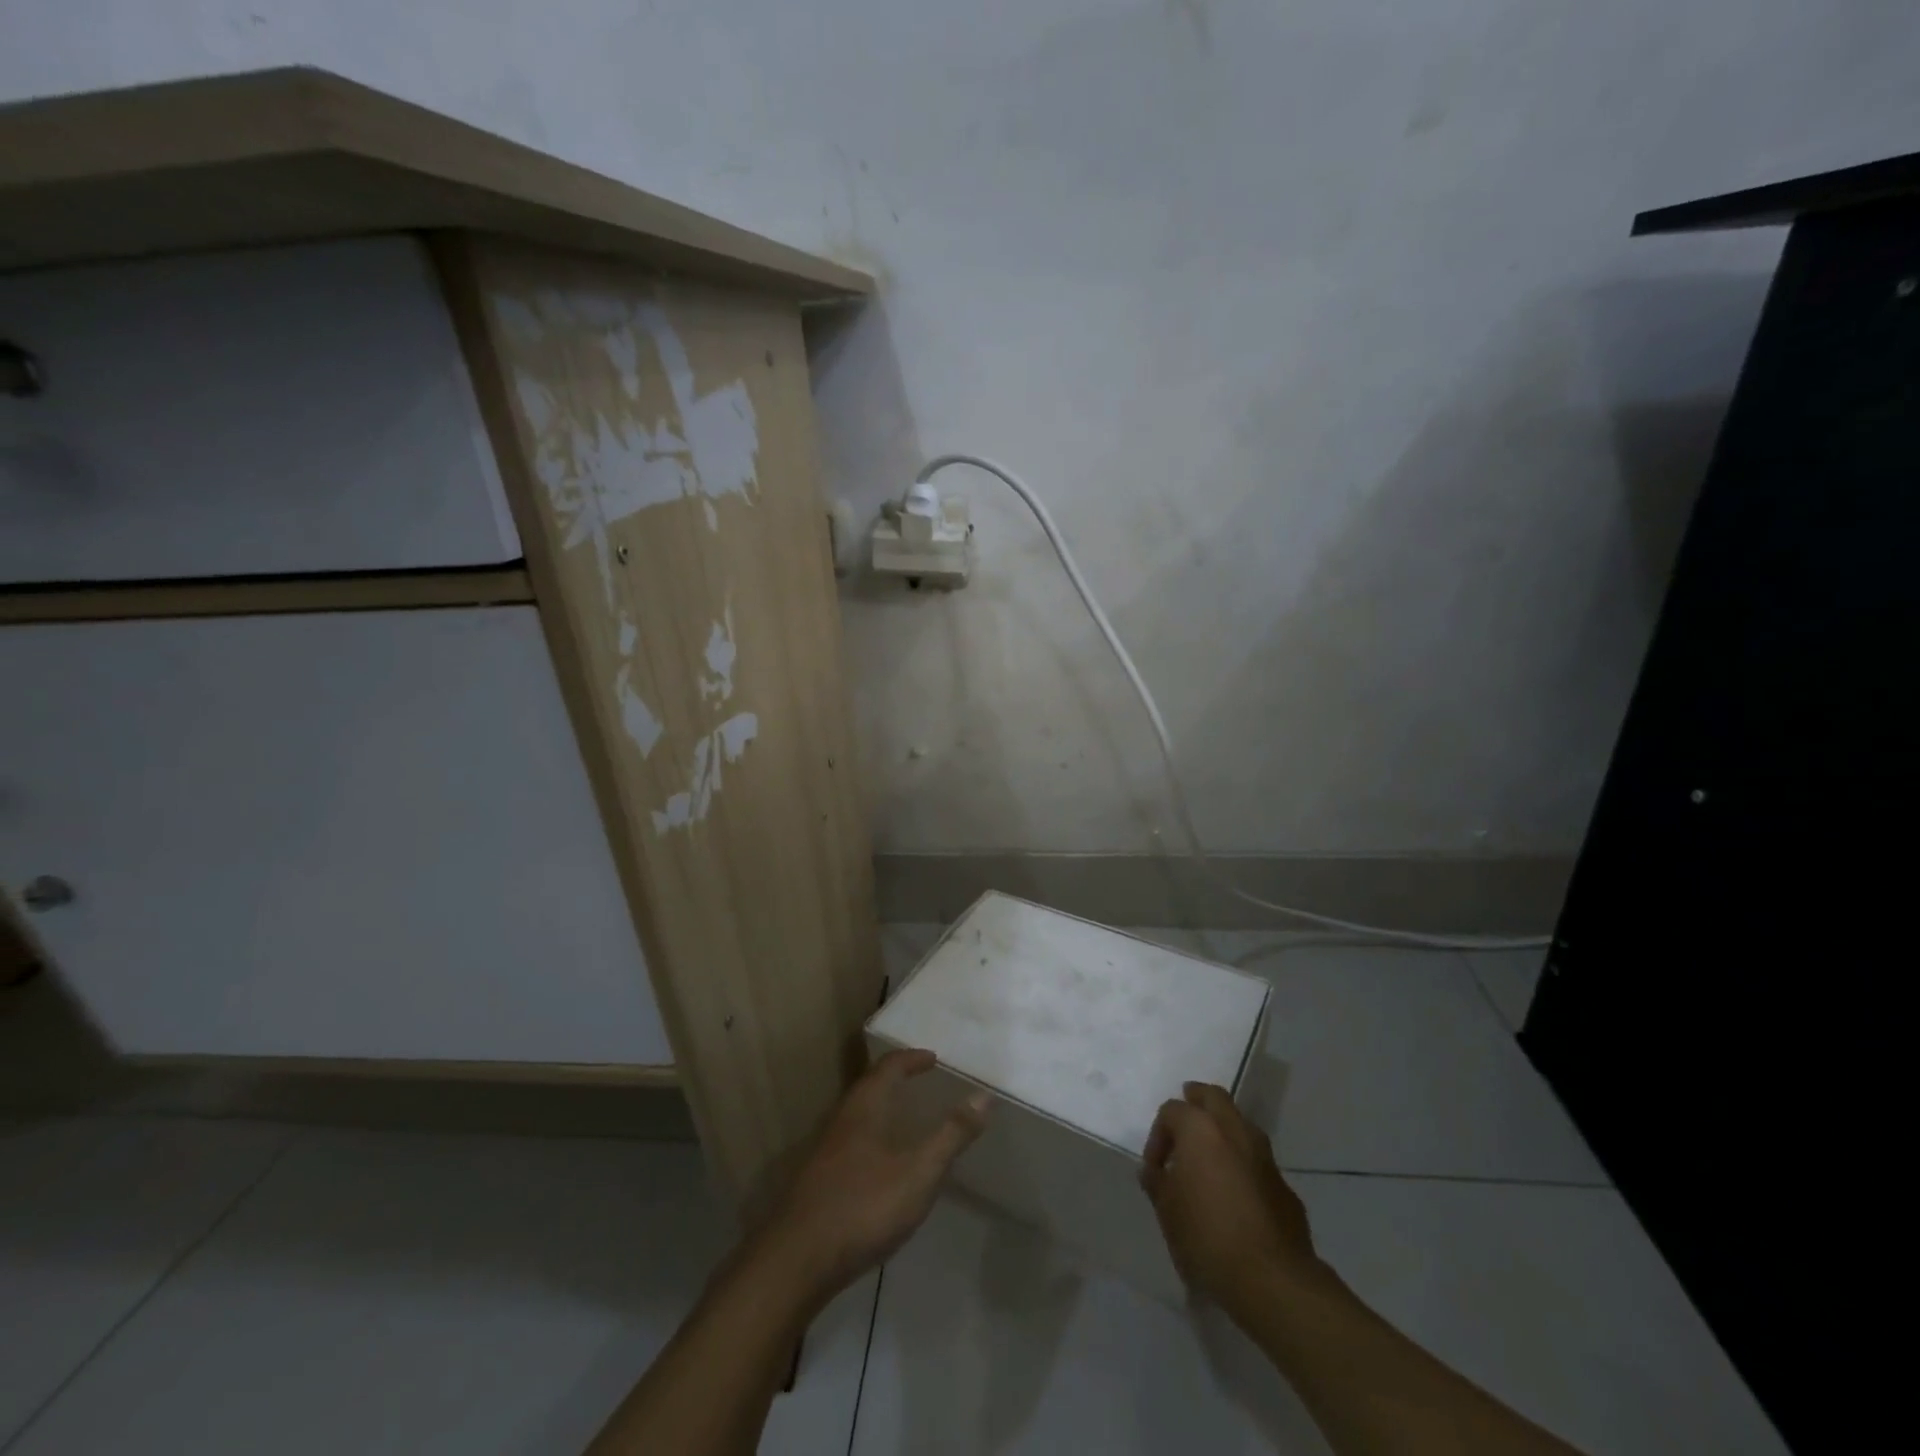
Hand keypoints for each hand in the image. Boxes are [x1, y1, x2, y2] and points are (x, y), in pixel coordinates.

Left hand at [752, 1048, 990, 1307]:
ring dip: (882, 1107)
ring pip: (858, 1114)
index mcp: (865, 1107)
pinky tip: (881, 1164)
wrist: (796, 1261)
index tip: (933, 1058)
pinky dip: (872, 1135)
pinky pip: (851, 1141)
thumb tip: (984, 1096)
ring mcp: (826, 1150)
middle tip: (921, 1081)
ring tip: (905, 1118)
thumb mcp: (919, 1173)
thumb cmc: (863, 1207)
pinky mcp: (818, 1180)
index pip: (888, 1067)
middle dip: (895, 1079)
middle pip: (869, 1086)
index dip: (911, 1059)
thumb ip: (951, 1135)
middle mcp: (842, 1119)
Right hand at [1140, 1082, 1324, 1314]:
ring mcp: (1265, 1157)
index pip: (1172, 1111)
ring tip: (1209, 1159)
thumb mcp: (1167, 1210)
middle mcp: (1235, 1131)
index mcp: (1200, 1129)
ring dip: (1223, 1132)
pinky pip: (1258, 1162)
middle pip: (1214, 1097)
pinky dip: (1243, 1165)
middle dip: (1196, 1103)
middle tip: (1184, 1121)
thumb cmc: (1207, 1236)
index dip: (1157, 1135)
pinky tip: (1236, 1194)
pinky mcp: (1284, 1187)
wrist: (1272, 1280)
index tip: (1154, 1169)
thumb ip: (1158, 1183)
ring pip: (1241, 1125)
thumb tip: (1154, 1172)